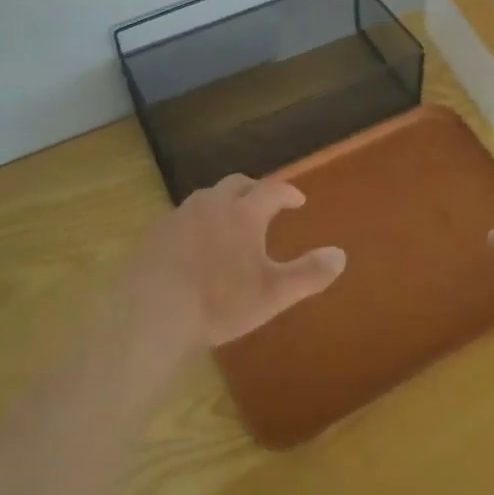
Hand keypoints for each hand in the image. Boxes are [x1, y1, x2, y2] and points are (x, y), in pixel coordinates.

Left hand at [128, 175, 345, 348]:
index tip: (297, 200)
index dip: (287, 193)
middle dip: (255, 189)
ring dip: (224, 202)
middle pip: (237, 184)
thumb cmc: (220, 301)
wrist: (153, 310)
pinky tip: (195, 243)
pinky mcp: (156, 232)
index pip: (272, 190)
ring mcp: (181, 215)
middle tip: (264, 203)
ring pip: (207, 197)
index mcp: (243, 213)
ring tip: (230, 220)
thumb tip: (340, 255)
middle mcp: (212, 204)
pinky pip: (183, 216)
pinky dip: (197, 222)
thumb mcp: (273, 294)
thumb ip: (309, 274)